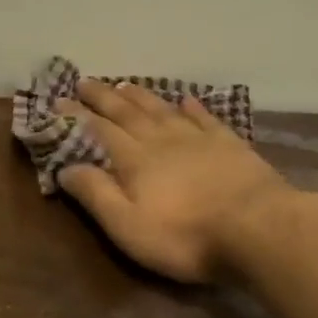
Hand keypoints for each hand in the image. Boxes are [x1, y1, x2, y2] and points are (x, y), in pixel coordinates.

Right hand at [60, 80, 293, 282]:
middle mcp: (161, 140)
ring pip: (162, 109)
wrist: (259, 229)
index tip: (58, 100)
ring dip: (141, 96)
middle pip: (127, 112)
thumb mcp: (127, 226)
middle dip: (103, 97)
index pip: (97, 130)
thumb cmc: (185, 236)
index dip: (76, 116)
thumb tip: (65, 167)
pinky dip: (192, 107)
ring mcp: (198, 139)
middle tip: (84, 82)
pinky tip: (186, 99)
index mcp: (134, 160)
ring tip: (124, 84)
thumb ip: (95, 194)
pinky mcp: (230, 145)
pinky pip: (205, 118)